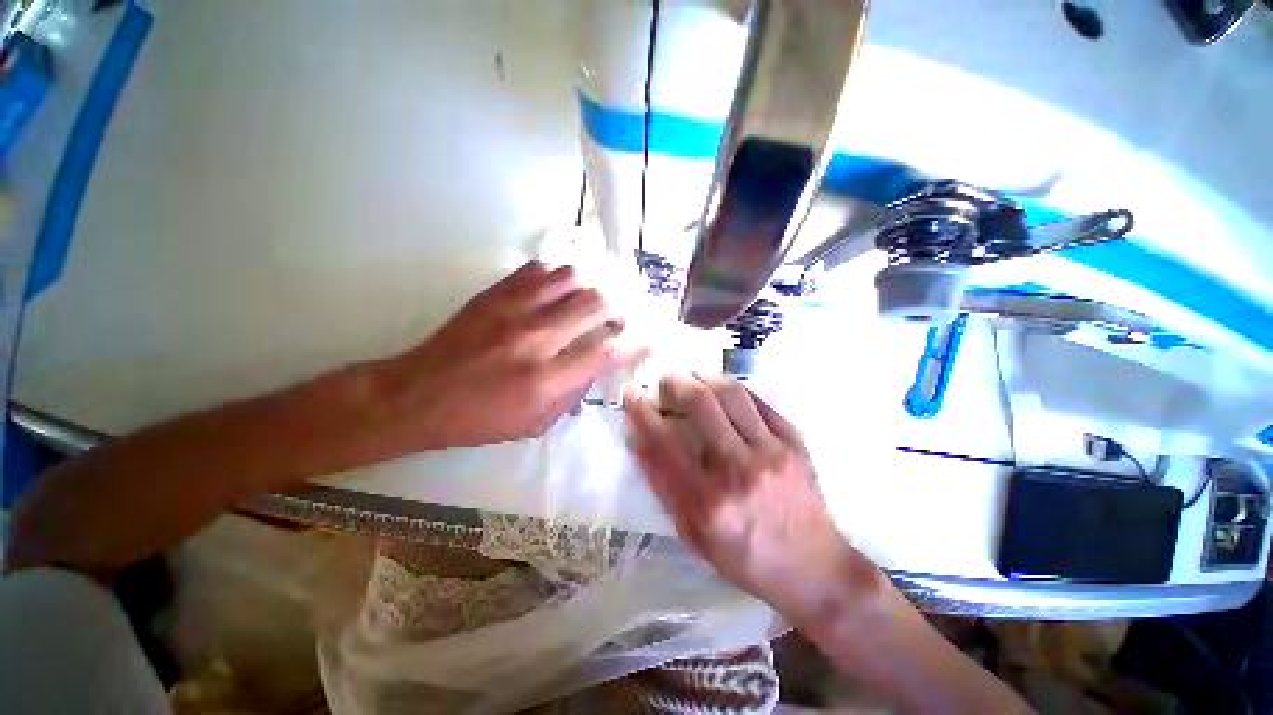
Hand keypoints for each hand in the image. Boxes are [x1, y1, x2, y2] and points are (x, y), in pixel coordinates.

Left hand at [378, 261, 644, 449]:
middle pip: (596, 304)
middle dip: (618, 308)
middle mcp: (535, 339)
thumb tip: (596, 366)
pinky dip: (559, 277)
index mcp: (545, 380)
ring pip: (571, 278)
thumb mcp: (534, 424)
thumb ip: (573, 393)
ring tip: (590, 302)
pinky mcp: (494, 294)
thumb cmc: (479, 419)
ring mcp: (513, 310)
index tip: (649, 338)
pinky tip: (559, 291)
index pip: (606, 352)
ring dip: (590, 288)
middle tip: (619, 317)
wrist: (417, 395)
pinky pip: (539, 270)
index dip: (635, 343)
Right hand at [625, 374, 868, 617]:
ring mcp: (771, 451)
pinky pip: (758, 400)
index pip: (664, 440)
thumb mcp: (692, 532)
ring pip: (730, 392)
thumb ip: (663, 483)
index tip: (632, 394)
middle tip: (665, 382)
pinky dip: (733, 389)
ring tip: (692, 377)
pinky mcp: (794, 441)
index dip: (642, 411)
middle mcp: (739, 469)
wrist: (811, 566)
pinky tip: (722, 391)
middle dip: (674, 382)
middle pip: (700, 403)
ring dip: (704, 376)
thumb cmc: (743, 555)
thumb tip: (639, 439)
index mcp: (707, 500)